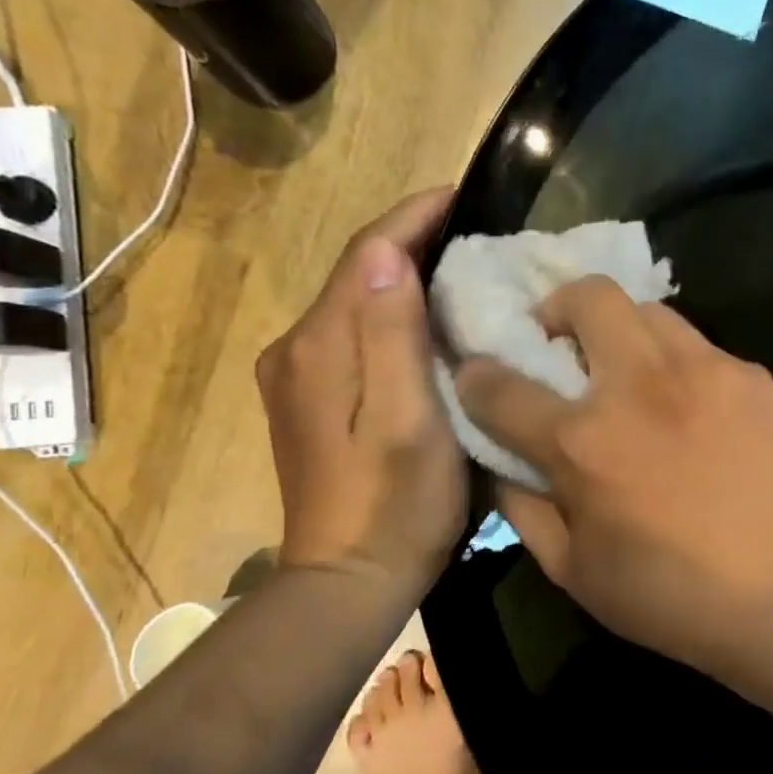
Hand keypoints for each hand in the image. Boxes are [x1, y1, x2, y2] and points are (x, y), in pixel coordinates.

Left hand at [257, 189, 464, 586]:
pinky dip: (389, 313)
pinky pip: (353, 334)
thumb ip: (391, 336)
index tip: (461, 192)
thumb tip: (387, 252)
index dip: (412, 217)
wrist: (348, 580)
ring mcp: (298, 376)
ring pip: (354, 302)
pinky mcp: (310, 400)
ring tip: (460, 267)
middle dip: (410, 241)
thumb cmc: (395, 504)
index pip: (366, 254)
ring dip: (401, 276)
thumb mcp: (408, 420)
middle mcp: (298, 348)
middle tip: (474, 229)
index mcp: (322, 347)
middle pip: (356, 273)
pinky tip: (425, 322)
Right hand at [455, 276, 772, 667]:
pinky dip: (678, 365)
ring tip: (632, 377)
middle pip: (588, 296)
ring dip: (623, 332)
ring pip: (649, 310)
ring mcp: (704, 372)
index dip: (477, 376)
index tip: (482, 378)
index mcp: (583, 442)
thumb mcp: (571, 569)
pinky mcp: (751, 377)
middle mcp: (639, 387)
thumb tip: (502, 459)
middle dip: (559, 310)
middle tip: (565, 349)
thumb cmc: (667, 595)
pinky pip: (699, 347)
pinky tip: (691, 410)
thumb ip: (522, 506)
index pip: (500, 383)